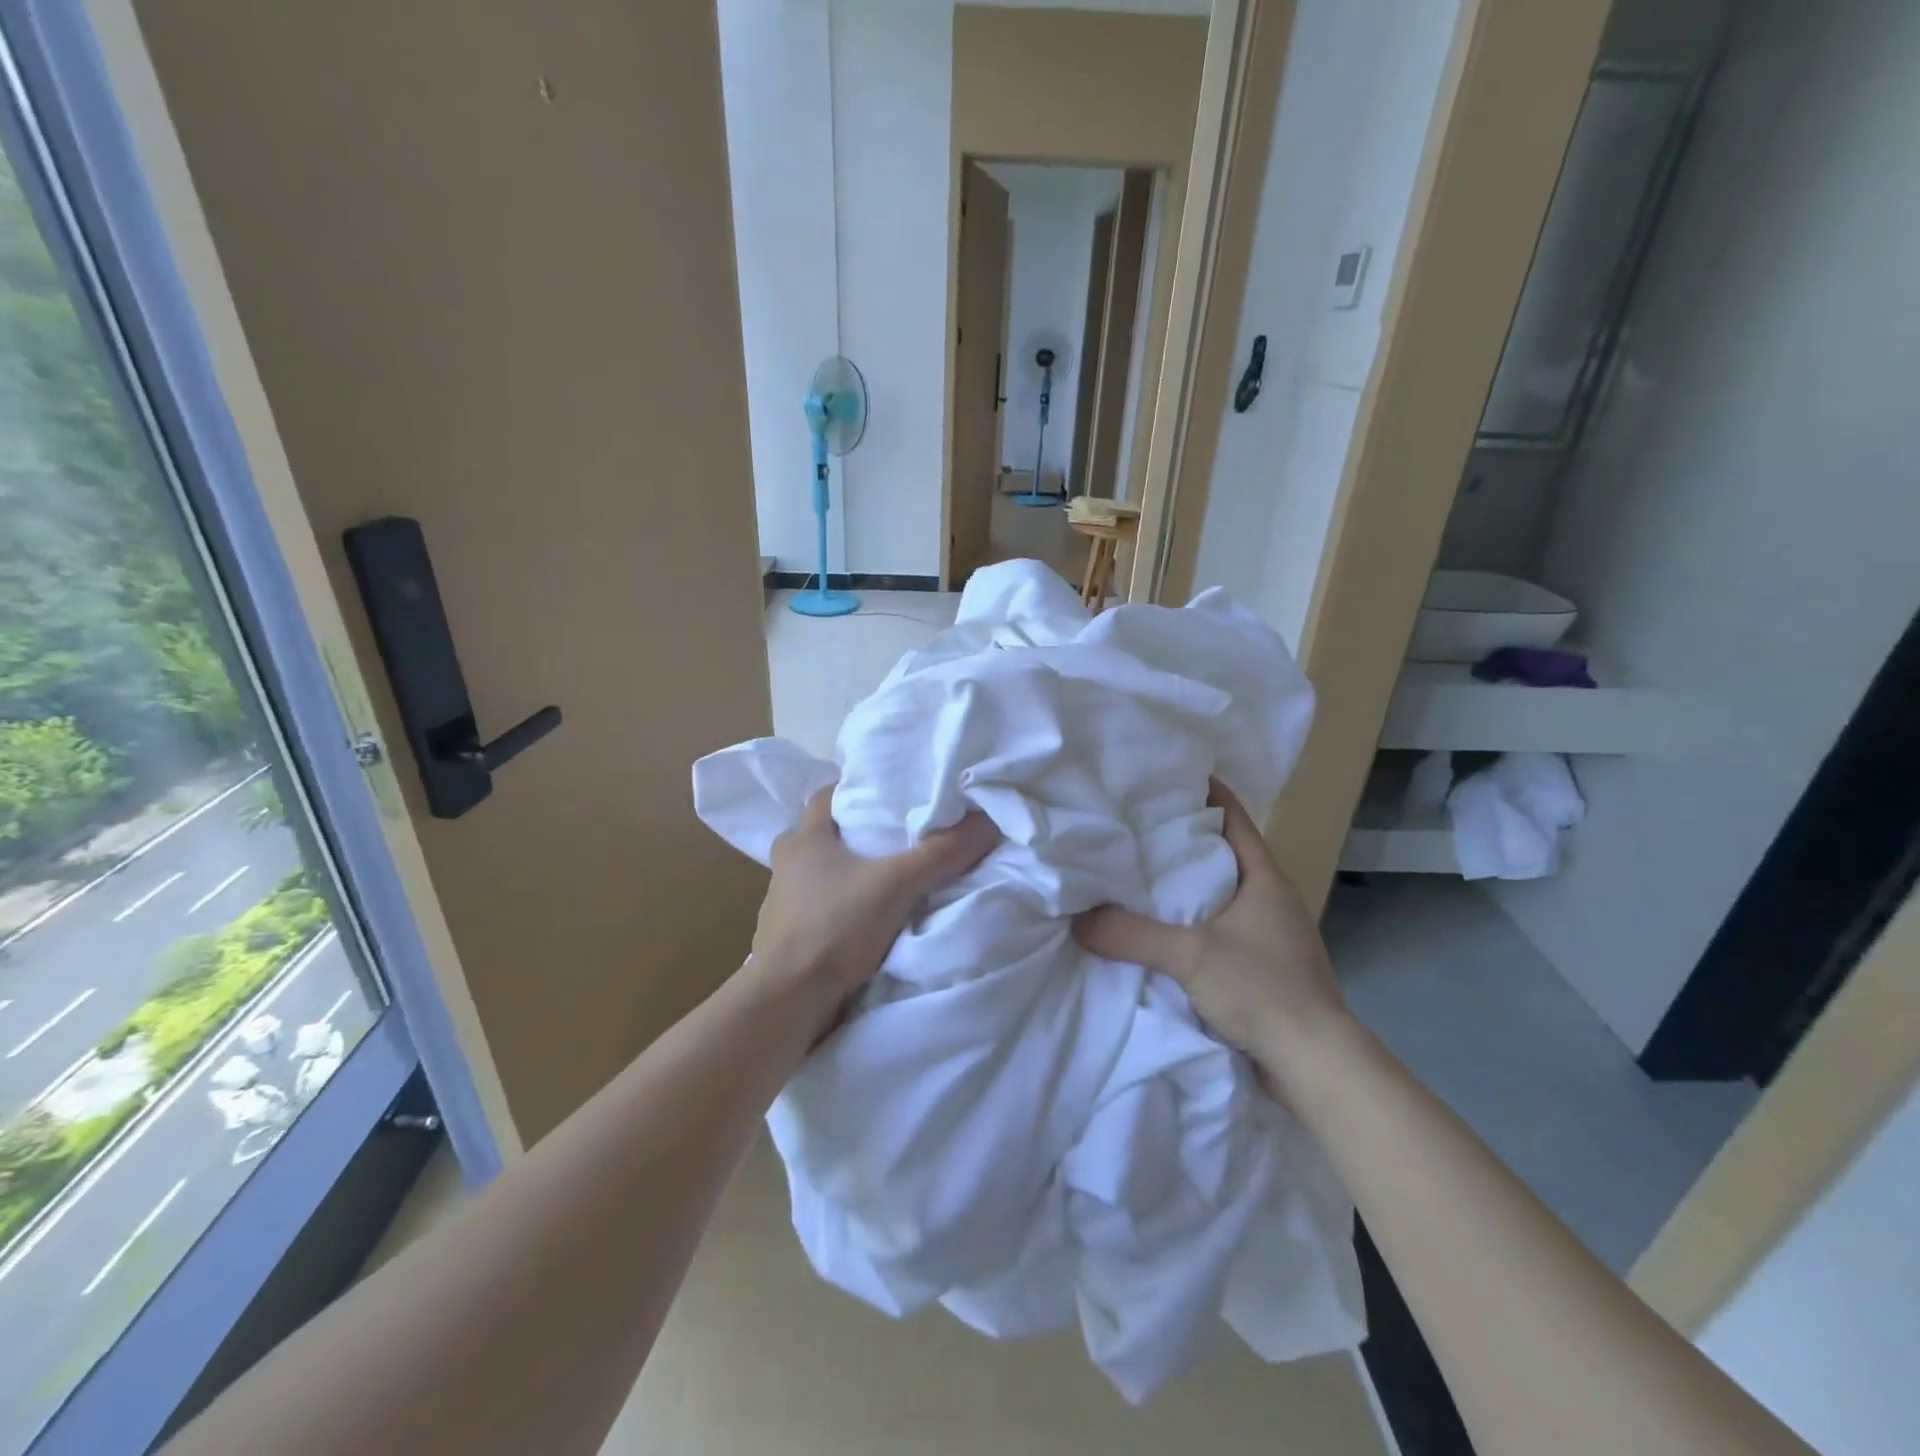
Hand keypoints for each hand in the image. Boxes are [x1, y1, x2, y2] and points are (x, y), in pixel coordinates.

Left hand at [749, 790, 999, 1013]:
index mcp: (804, 839)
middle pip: (820, 834)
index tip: (887, 794)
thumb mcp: (897, 885)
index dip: (854, 790)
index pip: (825, 796)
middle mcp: (787, 864)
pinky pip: (814, 908)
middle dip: (851, 834)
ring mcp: (780, 902)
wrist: (787, 1000)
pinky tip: (862, 920)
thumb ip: (941, 854)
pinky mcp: (784, 936)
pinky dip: (837, 907)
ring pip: (816, 873)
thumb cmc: (835, 927)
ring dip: (843, 874)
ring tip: (882, 880)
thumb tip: (986, 822)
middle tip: (890, 838)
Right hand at [1072, 781, 1349, 1070]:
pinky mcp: (1264, 968)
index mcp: (1265, 878)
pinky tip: (1160, 931)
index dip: (1203, 794)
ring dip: (1186, 886)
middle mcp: (1271, 898)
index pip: (1233, 818)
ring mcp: (1271, 935)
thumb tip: (1078, 919)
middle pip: (1223, 854)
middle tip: (1133, 827)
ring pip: (1220, 894)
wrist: (1315, 1066)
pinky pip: (1220, 929)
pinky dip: (1191, 923)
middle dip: (1181, 840)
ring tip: (1138, 876)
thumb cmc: (1263, 989)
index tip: (1163, 778)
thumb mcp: (1190, 955)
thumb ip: (1132, 934)